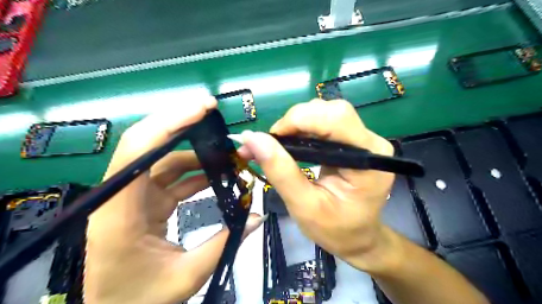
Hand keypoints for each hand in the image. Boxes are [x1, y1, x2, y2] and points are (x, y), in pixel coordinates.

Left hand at [84, 98, 261, 303]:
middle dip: (181, 122)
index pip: (138, 150)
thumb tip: (257, 217)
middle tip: (213, 112)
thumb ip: (224, 244)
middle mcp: (121, 195)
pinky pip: (170, 176)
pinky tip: (215, 172)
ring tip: (226, 151)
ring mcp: (133, 196)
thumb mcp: (186, 276)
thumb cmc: (139, 299)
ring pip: (162, 158)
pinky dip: (193, 171)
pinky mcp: (144, 201)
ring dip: (195, 150)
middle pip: (147, 143)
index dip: (169, 122)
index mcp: (121, 212)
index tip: (202, 108)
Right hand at [239, 100, 396, 272]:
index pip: (336, 118)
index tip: (271, 139)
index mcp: (368, 160)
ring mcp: (364, 140)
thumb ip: (280, 171)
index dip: (298, 120)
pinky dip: (302, 128)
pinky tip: (291, 144)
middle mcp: (370, 142)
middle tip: (273, 144)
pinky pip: (325, 123)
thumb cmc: (335, 229)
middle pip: (331, 111)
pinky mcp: (353, 141)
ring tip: (279, 146)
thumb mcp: (303, 206)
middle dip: (296, 121)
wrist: (357, 237)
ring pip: (326, 113)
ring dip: (297, 124)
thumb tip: (251, 138)